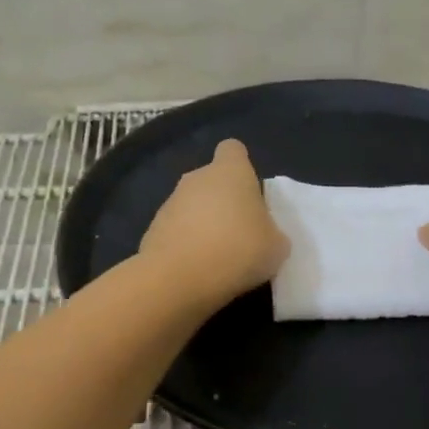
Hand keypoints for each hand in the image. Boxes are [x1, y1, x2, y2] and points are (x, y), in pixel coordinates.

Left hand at [139, 139, 288, 308]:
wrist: (179, 279)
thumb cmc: (238, 250)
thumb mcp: (276, 247)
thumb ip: (271, 233)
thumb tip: (263, 235)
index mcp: (230, 172)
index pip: (233, 150)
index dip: (242, 166)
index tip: (250, 191)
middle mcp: (196, 178)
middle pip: (211, 180)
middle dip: (223, 201)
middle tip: (240, 233)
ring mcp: (170, 202)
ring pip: (192, 206)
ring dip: (203, 224)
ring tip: (218, 257)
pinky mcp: (152, 229)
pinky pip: (176, 231)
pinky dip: (185, 245)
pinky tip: (196, 269)